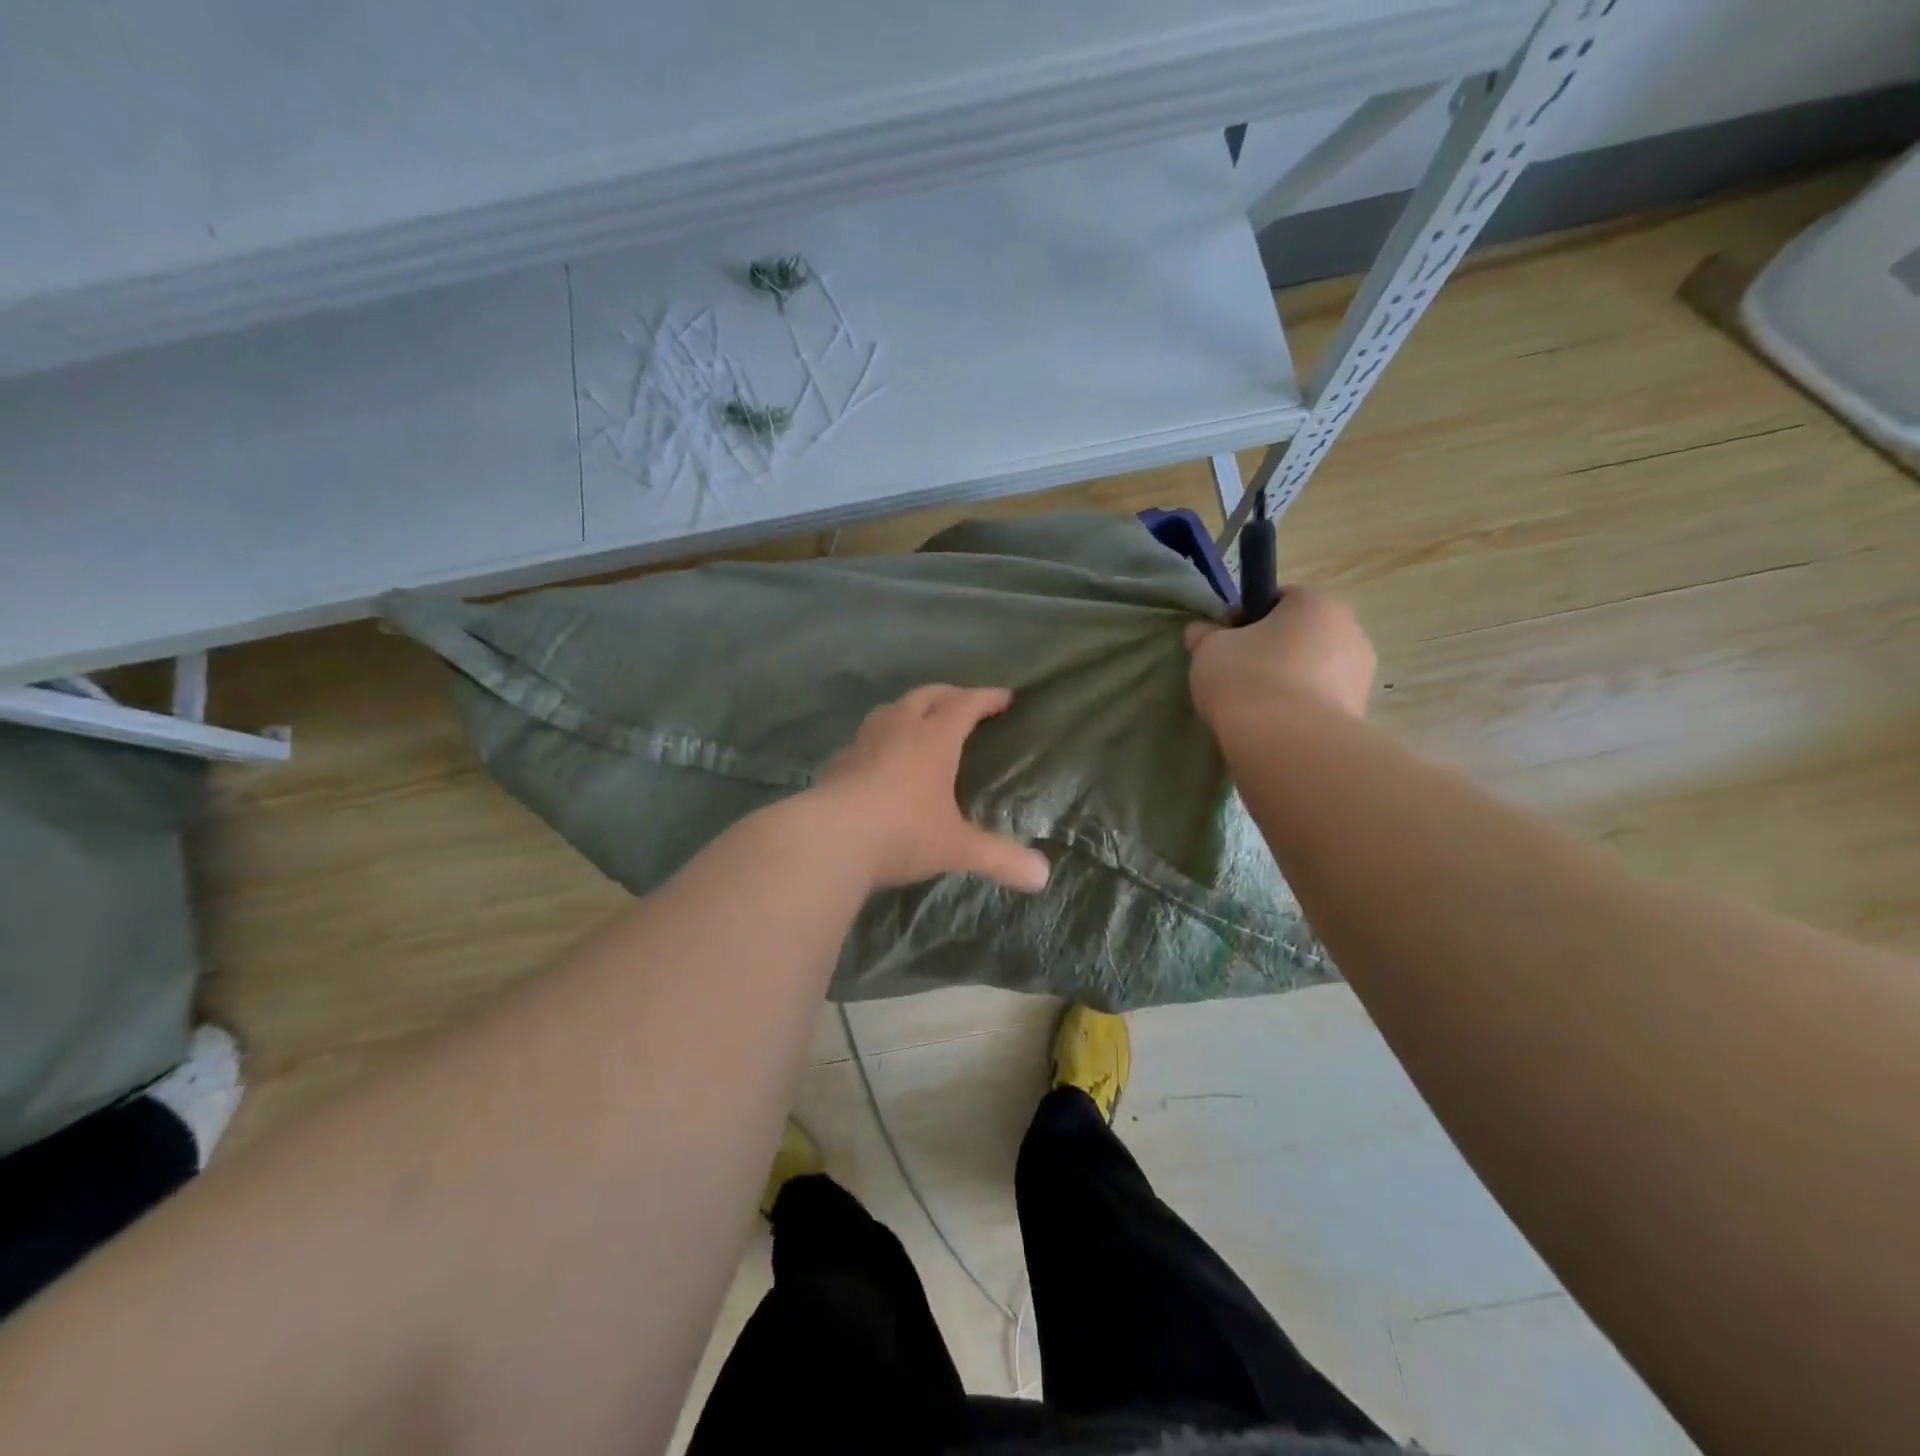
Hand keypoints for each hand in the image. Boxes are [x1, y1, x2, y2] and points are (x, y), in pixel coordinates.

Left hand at [810, 685, 1050, 893]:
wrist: (829, 840)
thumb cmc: (902, 834)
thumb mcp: (956, 847)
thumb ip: (999, 858)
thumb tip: (1042, 878)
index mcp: (934, 739)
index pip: (966, 704)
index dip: (987, 697)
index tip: (1005, 697)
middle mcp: (898, 729)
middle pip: (927, 695)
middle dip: (950, 694)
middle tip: (965, 702)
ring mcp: (863, 742)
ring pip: (890, 709)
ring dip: (910, 708)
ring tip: (920, 721)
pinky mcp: (838, 762)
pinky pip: (864, 738)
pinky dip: (880, 738)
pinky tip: (878, 758)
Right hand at [1184, 586, 1375, 724]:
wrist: (1288, 744)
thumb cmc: (1248, 679)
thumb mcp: (1209, 650)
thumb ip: (1205, 635)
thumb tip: (1202, 631)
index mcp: (1316, 604)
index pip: (1280, 598)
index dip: (1248, 618)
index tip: (1225, 643)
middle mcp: (1349, 631)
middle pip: (1301, 634)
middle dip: (1272, 651)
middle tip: (1238, 676)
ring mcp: (1360, 675)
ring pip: (1314, 670)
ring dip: (1290, 682)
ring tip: (1256, 709)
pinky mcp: (1360, 714)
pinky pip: (1322, 702)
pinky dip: (1301, 710)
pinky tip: (1275, 728)